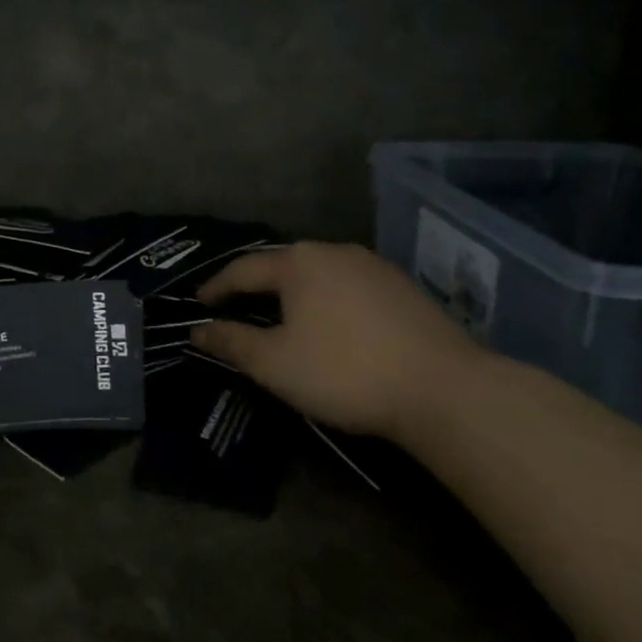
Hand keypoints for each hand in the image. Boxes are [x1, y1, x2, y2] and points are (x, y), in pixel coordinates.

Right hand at [191, 241, 484, 441]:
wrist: (445, 390)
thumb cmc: (344, 371)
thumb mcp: (275, 363)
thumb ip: (231, 342)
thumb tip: (196, 330)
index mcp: (298, 262)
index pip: (243, 269)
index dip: (217, 287)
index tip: (199, 305)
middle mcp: (334, 251)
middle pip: (282, 265)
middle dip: (256, 286)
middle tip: (236, 308)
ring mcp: (374, 267)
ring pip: (319, 274)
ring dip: (294, 292)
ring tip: (281, 315)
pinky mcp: (403, 288)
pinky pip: (348, 286)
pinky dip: (327, 300)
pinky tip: (331, 324)